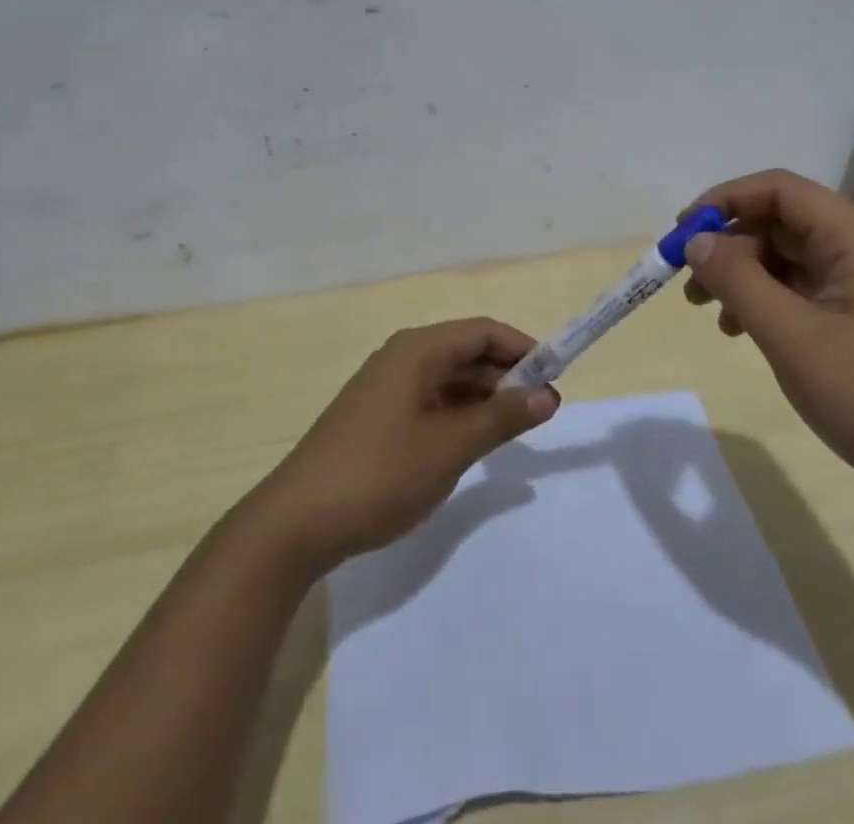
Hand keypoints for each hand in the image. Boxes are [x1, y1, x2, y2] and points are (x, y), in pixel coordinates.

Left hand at [253, 318, 559, 573]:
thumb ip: (502, 417)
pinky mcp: (377, 417)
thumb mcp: (451, 446)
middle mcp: (402, 358)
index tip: (556, 377)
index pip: (482, 331)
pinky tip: (472, 444)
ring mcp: (386, 388)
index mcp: (418, 350)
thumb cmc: (381, 473)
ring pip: (449, 379)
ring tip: (514, 431)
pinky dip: (458, 415)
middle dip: (506, 376)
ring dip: (484, 398)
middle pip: (466, 352)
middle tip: (542, 412)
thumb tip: (549, 394)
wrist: (297, 522)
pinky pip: (430, 401)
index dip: (523, 349)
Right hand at [680, 169, 853, 515]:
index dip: (723, 201)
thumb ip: (738, 280)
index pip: (776, 188)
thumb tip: (696, 241)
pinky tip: (741, 332)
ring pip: (784, 256)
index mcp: (852, 236)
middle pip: (777, 221)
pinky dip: (764, 301)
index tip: (682, 233)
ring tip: (708, 311)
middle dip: (727, 244)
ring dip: (741, 275)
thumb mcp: (792, 336)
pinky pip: (799, 289)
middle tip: (689, 283)